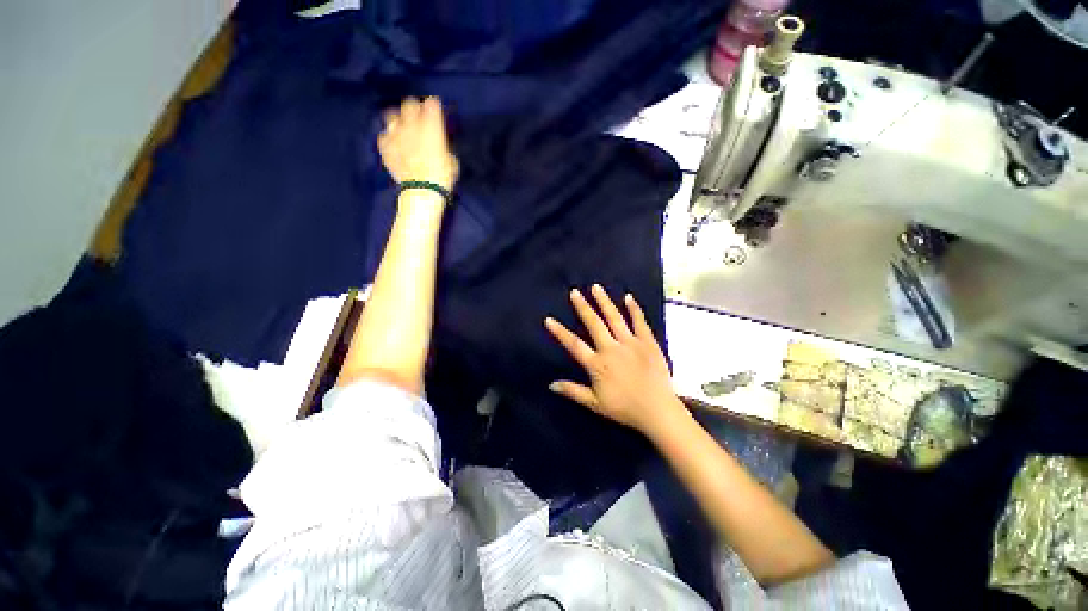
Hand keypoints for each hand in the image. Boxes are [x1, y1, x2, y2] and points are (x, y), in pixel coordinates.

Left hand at [378, 97, 459, 191]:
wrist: (422, 190)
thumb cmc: (442, 176)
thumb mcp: (451, 159)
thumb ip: (443, 145)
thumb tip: (439, 143)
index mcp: (431, 125)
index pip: (431, 104)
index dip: (434, 107)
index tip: (436, 111)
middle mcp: (411, 123)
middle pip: (409, 104)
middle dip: (415, 109)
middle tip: (420, 119)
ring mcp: (395, 133)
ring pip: (392, 116)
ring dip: (399, 121)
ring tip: (404, 131)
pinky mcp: (384, 146)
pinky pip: (384, 135)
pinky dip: (390, 139)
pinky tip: (395, 146)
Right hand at [545, 284, 688, 436]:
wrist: (658, 410)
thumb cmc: (625, 408)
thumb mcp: (595, 404)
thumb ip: (573, 391)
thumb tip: (550, 385)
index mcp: (597, 364)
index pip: (574, 344)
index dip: (560, 332)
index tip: (548, 319)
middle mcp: (611, 348)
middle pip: (594, 324)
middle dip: (583, 307)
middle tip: (574, 292)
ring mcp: (631, 343)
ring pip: (614, 318)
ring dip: (604, 302)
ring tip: (596, 288)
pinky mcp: (648, 342)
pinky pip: (639, 322)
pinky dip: (634, 309)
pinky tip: (628, 297)